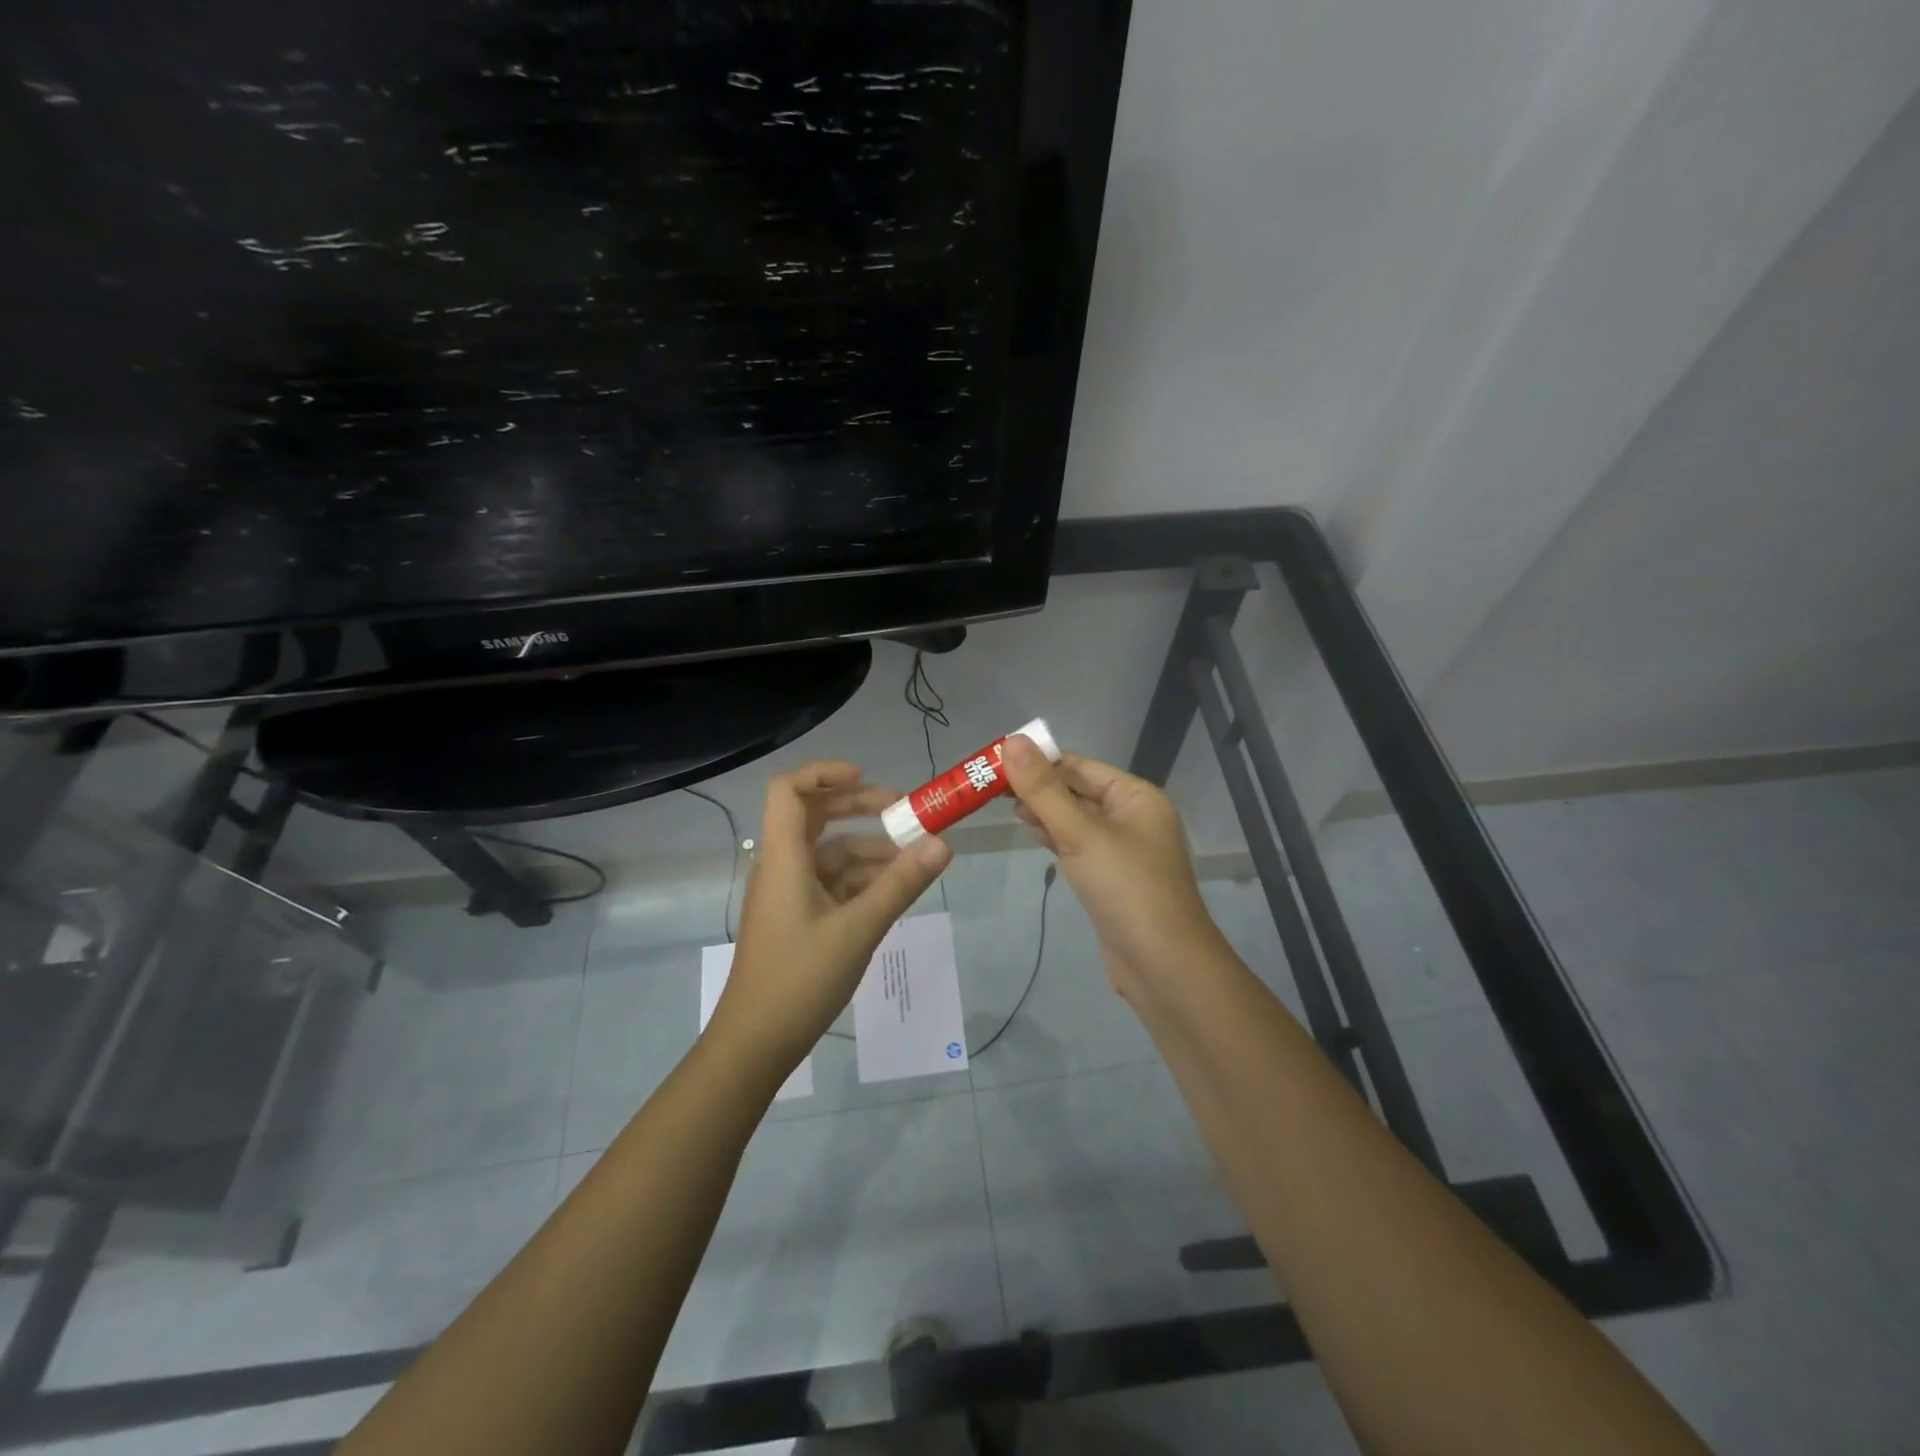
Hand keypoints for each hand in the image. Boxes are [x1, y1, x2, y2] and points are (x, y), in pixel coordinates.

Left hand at [710, 761, 950, 1069]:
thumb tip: (943, 845)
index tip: (867, 777)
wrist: (755, 1044)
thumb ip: (901, 885)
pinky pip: (831, 883)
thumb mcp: (858, 930)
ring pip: (829, 853)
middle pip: (814, 816)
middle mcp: (783, 866)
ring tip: (914, 859)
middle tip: (904, 812)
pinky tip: (894, 892)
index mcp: (784, 858)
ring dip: (868, 849)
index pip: (789, 790)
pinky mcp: (797, 917)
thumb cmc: (799, 980)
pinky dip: (861, 880)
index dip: (824, 773)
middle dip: (859, 807)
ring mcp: (789, 893)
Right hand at [1002, 737, 1223, 1002]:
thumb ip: (1043, 789)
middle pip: (1077, 790)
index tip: (995, 763)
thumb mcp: (1080, 833)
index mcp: (1135, 796)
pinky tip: (1033, 835)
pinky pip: (1079, 845)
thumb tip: (1011, 740)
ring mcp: (1123, 849)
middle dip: (1038, 788)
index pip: (1079, 765)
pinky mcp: (1111, 877)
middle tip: (991, 790)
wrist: (1162, 965)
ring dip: (1044, 812)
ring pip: (1075, 819)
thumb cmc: (1126, 888)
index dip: (1038, 761)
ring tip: (1006, 810)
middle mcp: (1133, 816)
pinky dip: (1055, 838)